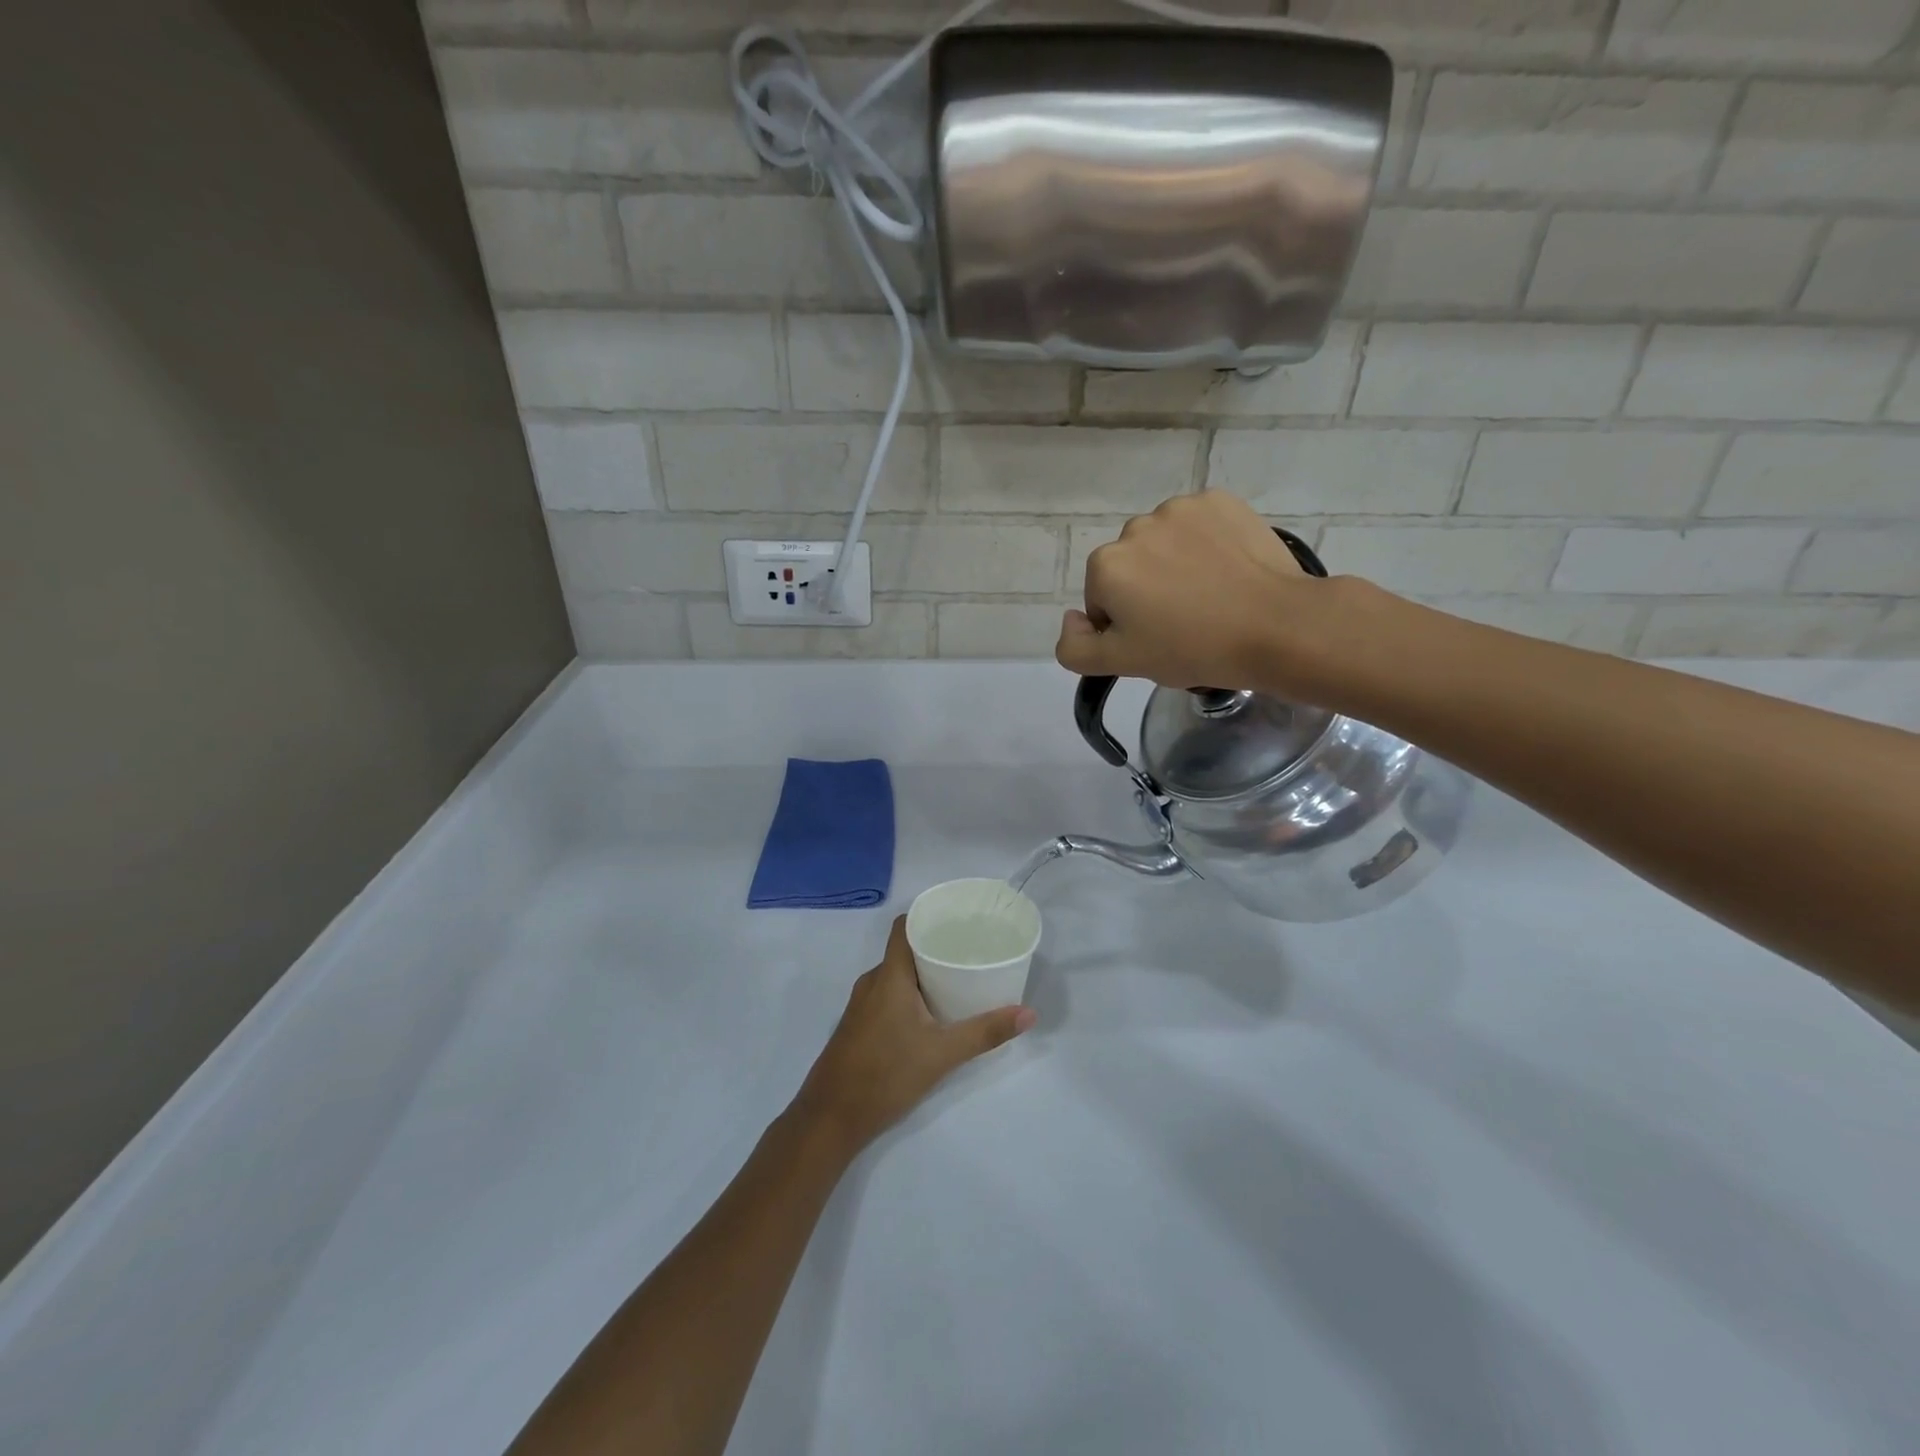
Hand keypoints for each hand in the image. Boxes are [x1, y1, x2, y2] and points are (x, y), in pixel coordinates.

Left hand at [792, 917, 1034, 1155]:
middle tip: (970, 950)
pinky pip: (887, 994)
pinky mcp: (858, 1025)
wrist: (830, 1118)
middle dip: (935, 947)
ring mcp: (861, 1005)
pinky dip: (909, 993)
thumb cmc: (885, 1075)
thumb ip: (985, 1032)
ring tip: (957, 978)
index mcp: (889, 976)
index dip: (928, 916)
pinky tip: (931, 1011)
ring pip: (896, 975)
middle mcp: (872, 982)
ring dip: (923, 973)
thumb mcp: (942, 1054)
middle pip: (904, 950)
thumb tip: (1029, 1014)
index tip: (957, 918)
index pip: (904, 927)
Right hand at [1055, 492, 1349, 697]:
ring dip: (1174, 563)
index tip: (1157, 640)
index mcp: (1106, 566)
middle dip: (1146, 589)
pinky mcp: (1220, 500)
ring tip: (1210, 595)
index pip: (1101, 600)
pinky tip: (1228, 569)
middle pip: (1130, 566)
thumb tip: (1071, 618)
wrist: (1275, 626)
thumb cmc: (1192, 649)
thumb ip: (1075, 647)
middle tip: (1184, 621)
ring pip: (1163, 543)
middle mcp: (1134, 527)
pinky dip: (1206, 543)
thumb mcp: (1122, 664)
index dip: (1125, 625)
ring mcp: (1180, 508)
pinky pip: (1199, 525)